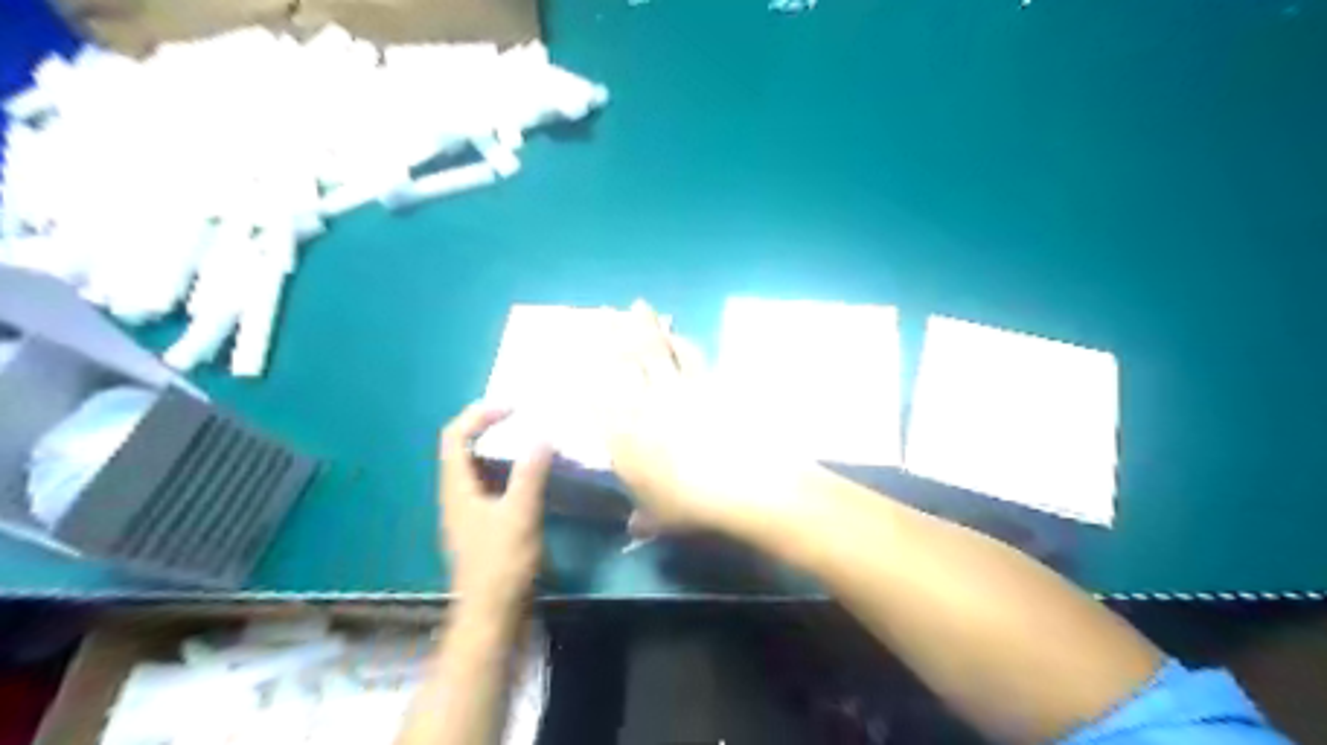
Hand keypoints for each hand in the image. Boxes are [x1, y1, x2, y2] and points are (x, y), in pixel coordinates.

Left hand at [440, 404, 555, 620]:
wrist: (492, 615)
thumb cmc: (501, 564)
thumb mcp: (519, 515)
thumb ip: (530, 474)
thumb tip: (541, 437)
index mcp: (456, 488)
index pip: (455, 436)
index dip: (479, 415)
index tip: (513, 408)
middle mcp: (457, 496)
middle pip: (464, 448)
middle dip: (491, 428)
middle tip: (525, 420)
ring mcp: (469, 512)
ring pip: (480, 469)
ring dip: (502, 451)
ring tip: (534, 442)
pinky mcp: (483, 527)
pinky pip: (493, 487)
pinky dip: (511, 473)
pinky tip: (535, 478)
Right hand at [605, 299, 808, 537]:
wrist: (741, 483)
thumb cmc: (689, 504)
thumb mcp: (661, 517)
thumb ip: (644, 517)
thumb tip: (634, 527)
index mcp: (624, 433)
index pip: (598, 394)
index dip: (589, 369)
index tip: (581, 351)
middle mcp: (645, 402)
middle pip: (626, 359)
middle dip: (613, 332)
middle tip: (605, 311)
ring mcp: (679, 387)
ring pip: (657, 349)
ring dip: (646, 327)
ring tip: (640, 308)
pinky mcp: (710, 383)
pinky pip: (692, 356)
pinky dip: (682, 342)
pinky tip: (679, 335)